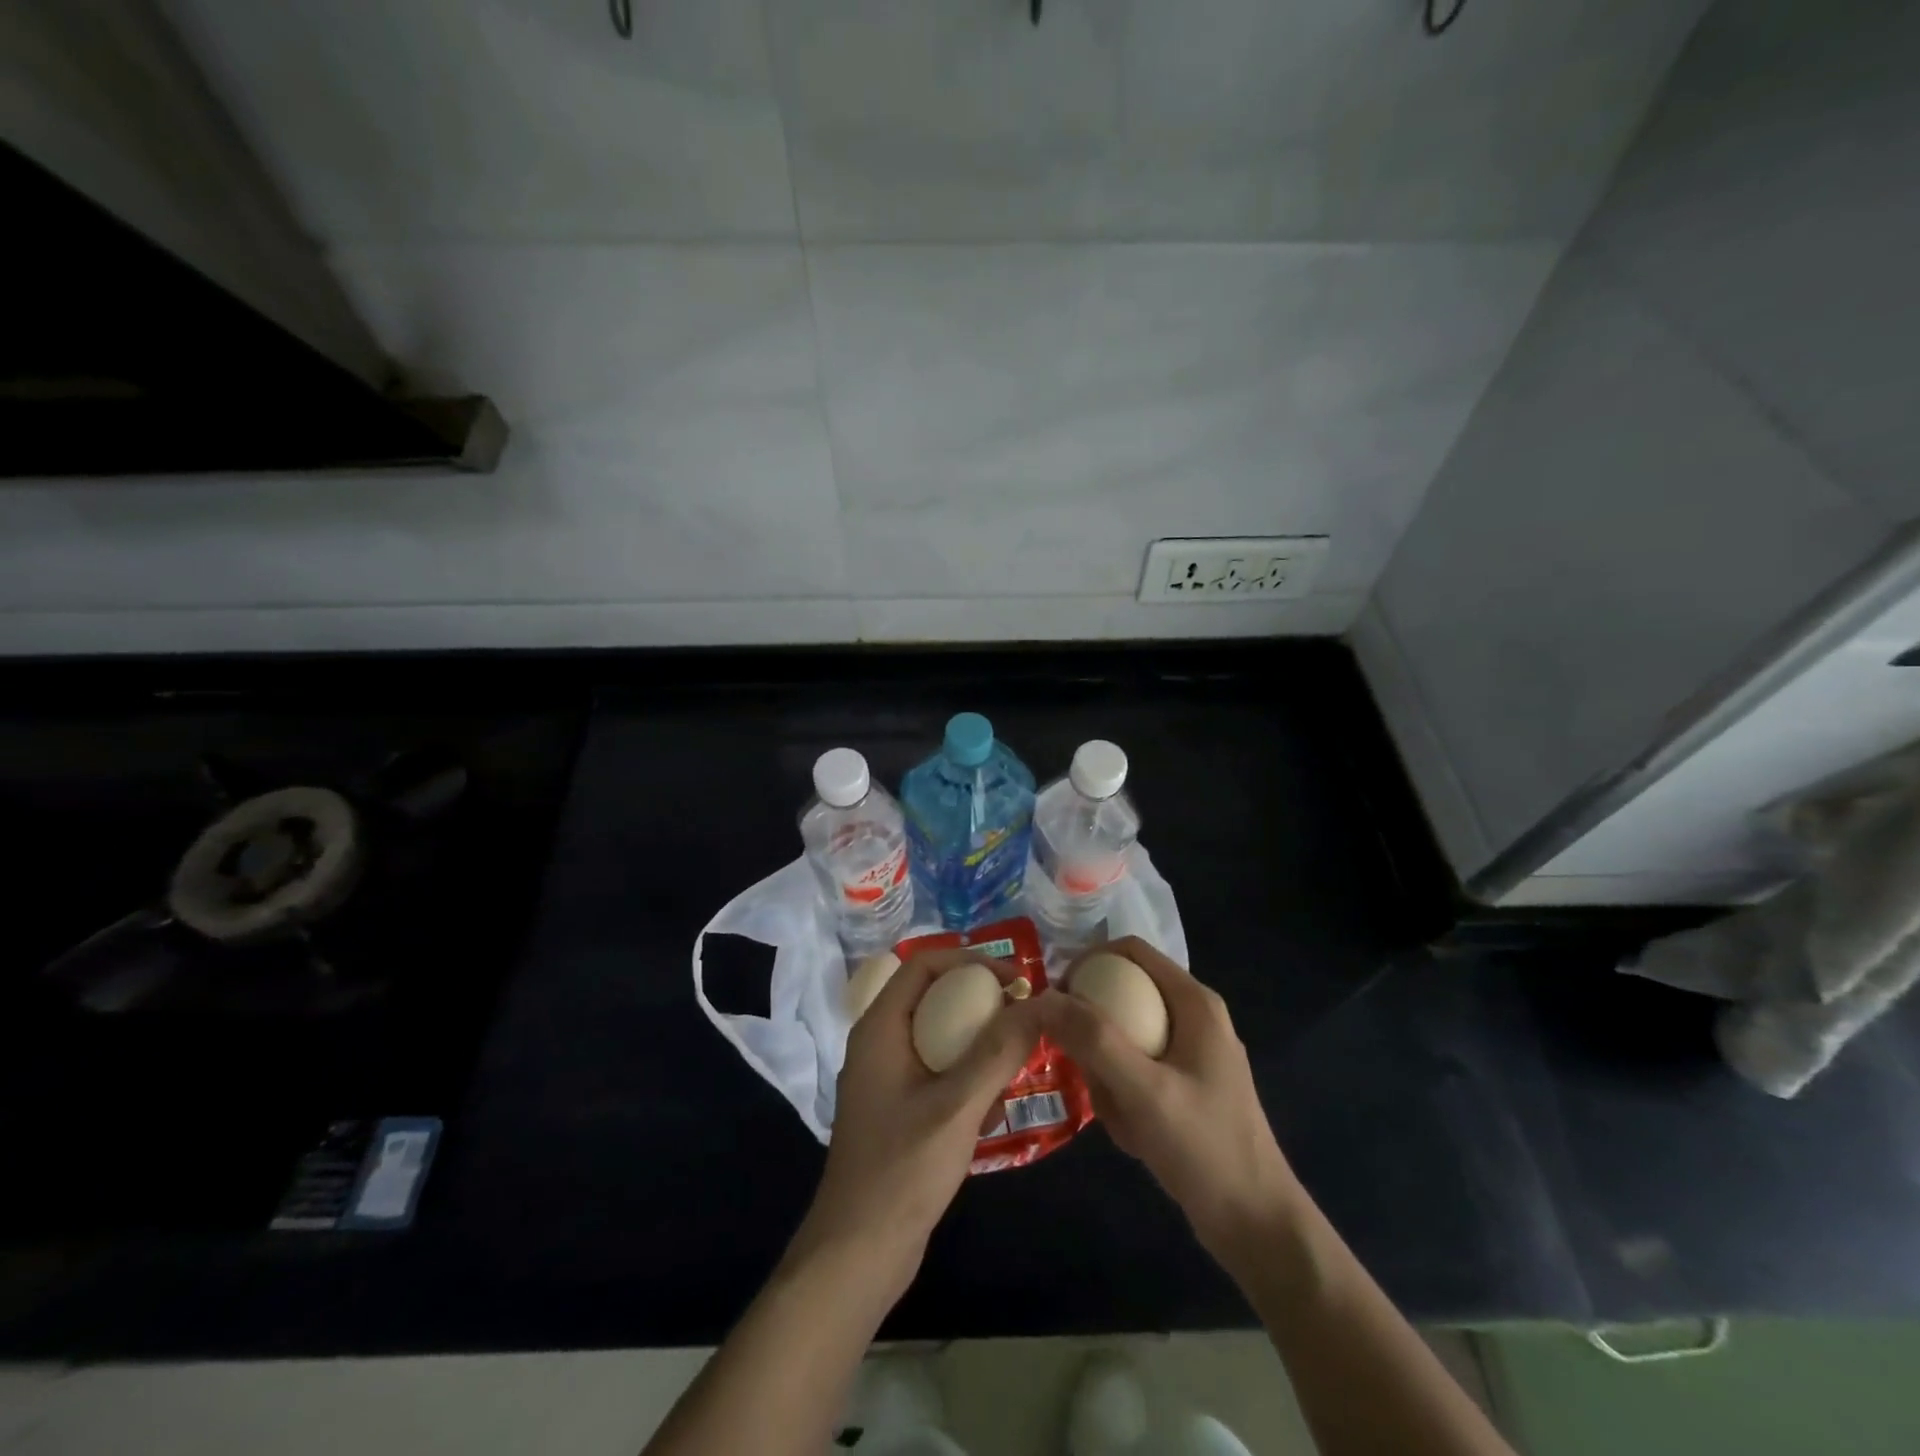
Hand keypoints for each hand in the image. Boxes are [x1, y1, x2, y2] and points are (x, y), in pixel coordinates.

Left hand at [791, 948, 1043, 1295]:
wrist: (858, 1254)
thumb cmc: (902, 1171)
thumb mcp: (957, 1106)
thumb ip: (997, 1052)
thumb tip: (1038, 1004)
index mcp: (879, 1027)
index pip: (922, 964)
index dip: (969, 961)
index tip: (1014, 978)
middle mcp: (879, 1042)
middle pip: (932, 996)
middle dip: (980, 1001)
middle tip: (1024, 1013)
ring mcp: (887, 1077)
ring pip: (938, 1035)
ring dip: (978, 1040)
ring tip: (1019, 1057)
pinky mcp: (899, 1108)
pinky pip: (938, 1070)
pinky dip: (968, 1075)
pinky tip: (996, 1107)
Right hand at [1038, 936, 1304, 1273]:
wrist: (1256, 1227)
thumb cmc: (1205, 1148)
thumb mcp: (1144, 1090)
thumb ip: (1094, 1040)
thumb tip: (1044, 997)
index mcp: (1194, 1002)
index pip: (1130, 951)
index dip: (1087, 962)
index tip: (1056, 997)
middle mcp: (1193, 1018)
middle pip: (1123, 996)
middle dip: (1096, 1036)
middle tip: (1083, 1070)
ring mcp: (1191, 1055)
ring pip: (1124, 1040)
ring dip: (1108, 1076)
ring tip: (1118, 1116)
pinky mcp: (1185, 1088)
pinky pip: (1135, 1073)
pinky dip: (1123, 1099)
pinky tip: (1134, 1136)